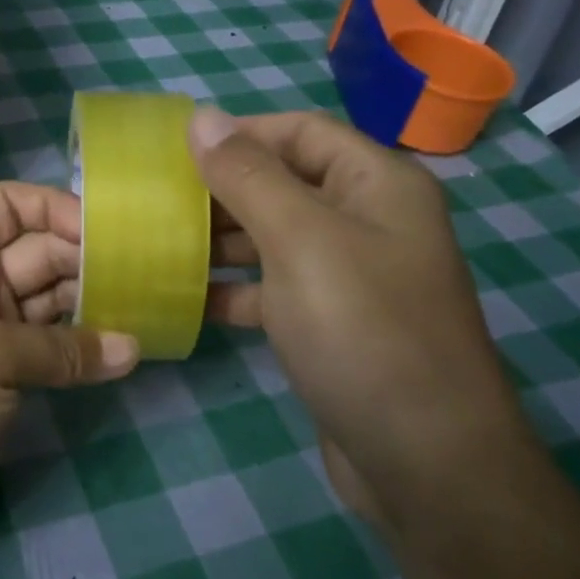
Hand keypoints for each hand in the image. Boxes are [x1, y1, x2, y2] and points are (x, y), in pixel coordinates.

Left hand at [0, 182, 138, 559]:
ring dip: (93, 300)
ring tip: (146, 305)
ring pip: (50, 298)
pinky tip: (123, 349)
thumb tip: (132, 348)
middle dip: (86, 256)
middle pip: (38, 249)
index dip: (55, 208)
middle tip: (146, 272)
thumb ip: (61, 347)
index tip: (106, 232)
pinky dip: (84, 344)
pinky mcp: (4, 374)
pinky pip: (52, 344)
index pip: (7, 206)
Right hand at [189, 107, 533, 525]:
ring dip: (222, 240)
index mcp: (376, 184)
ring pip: (275, 238)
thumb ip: (247, 176)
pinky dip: (237, 289)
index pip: (299, 131)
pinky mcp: (333, 324)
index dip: (238, 133)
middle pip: (285, 183)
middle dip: (222, 189)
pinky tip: (192, 299)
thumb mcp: (300, 241)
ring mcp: (352, 276)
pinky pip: (276, 288)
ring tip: (161, 245)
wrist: (423, 461)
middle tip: (155, 202)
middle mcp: (369, 221)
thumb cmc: (362, 331)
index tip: (172, 151)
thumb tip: (201, 117)